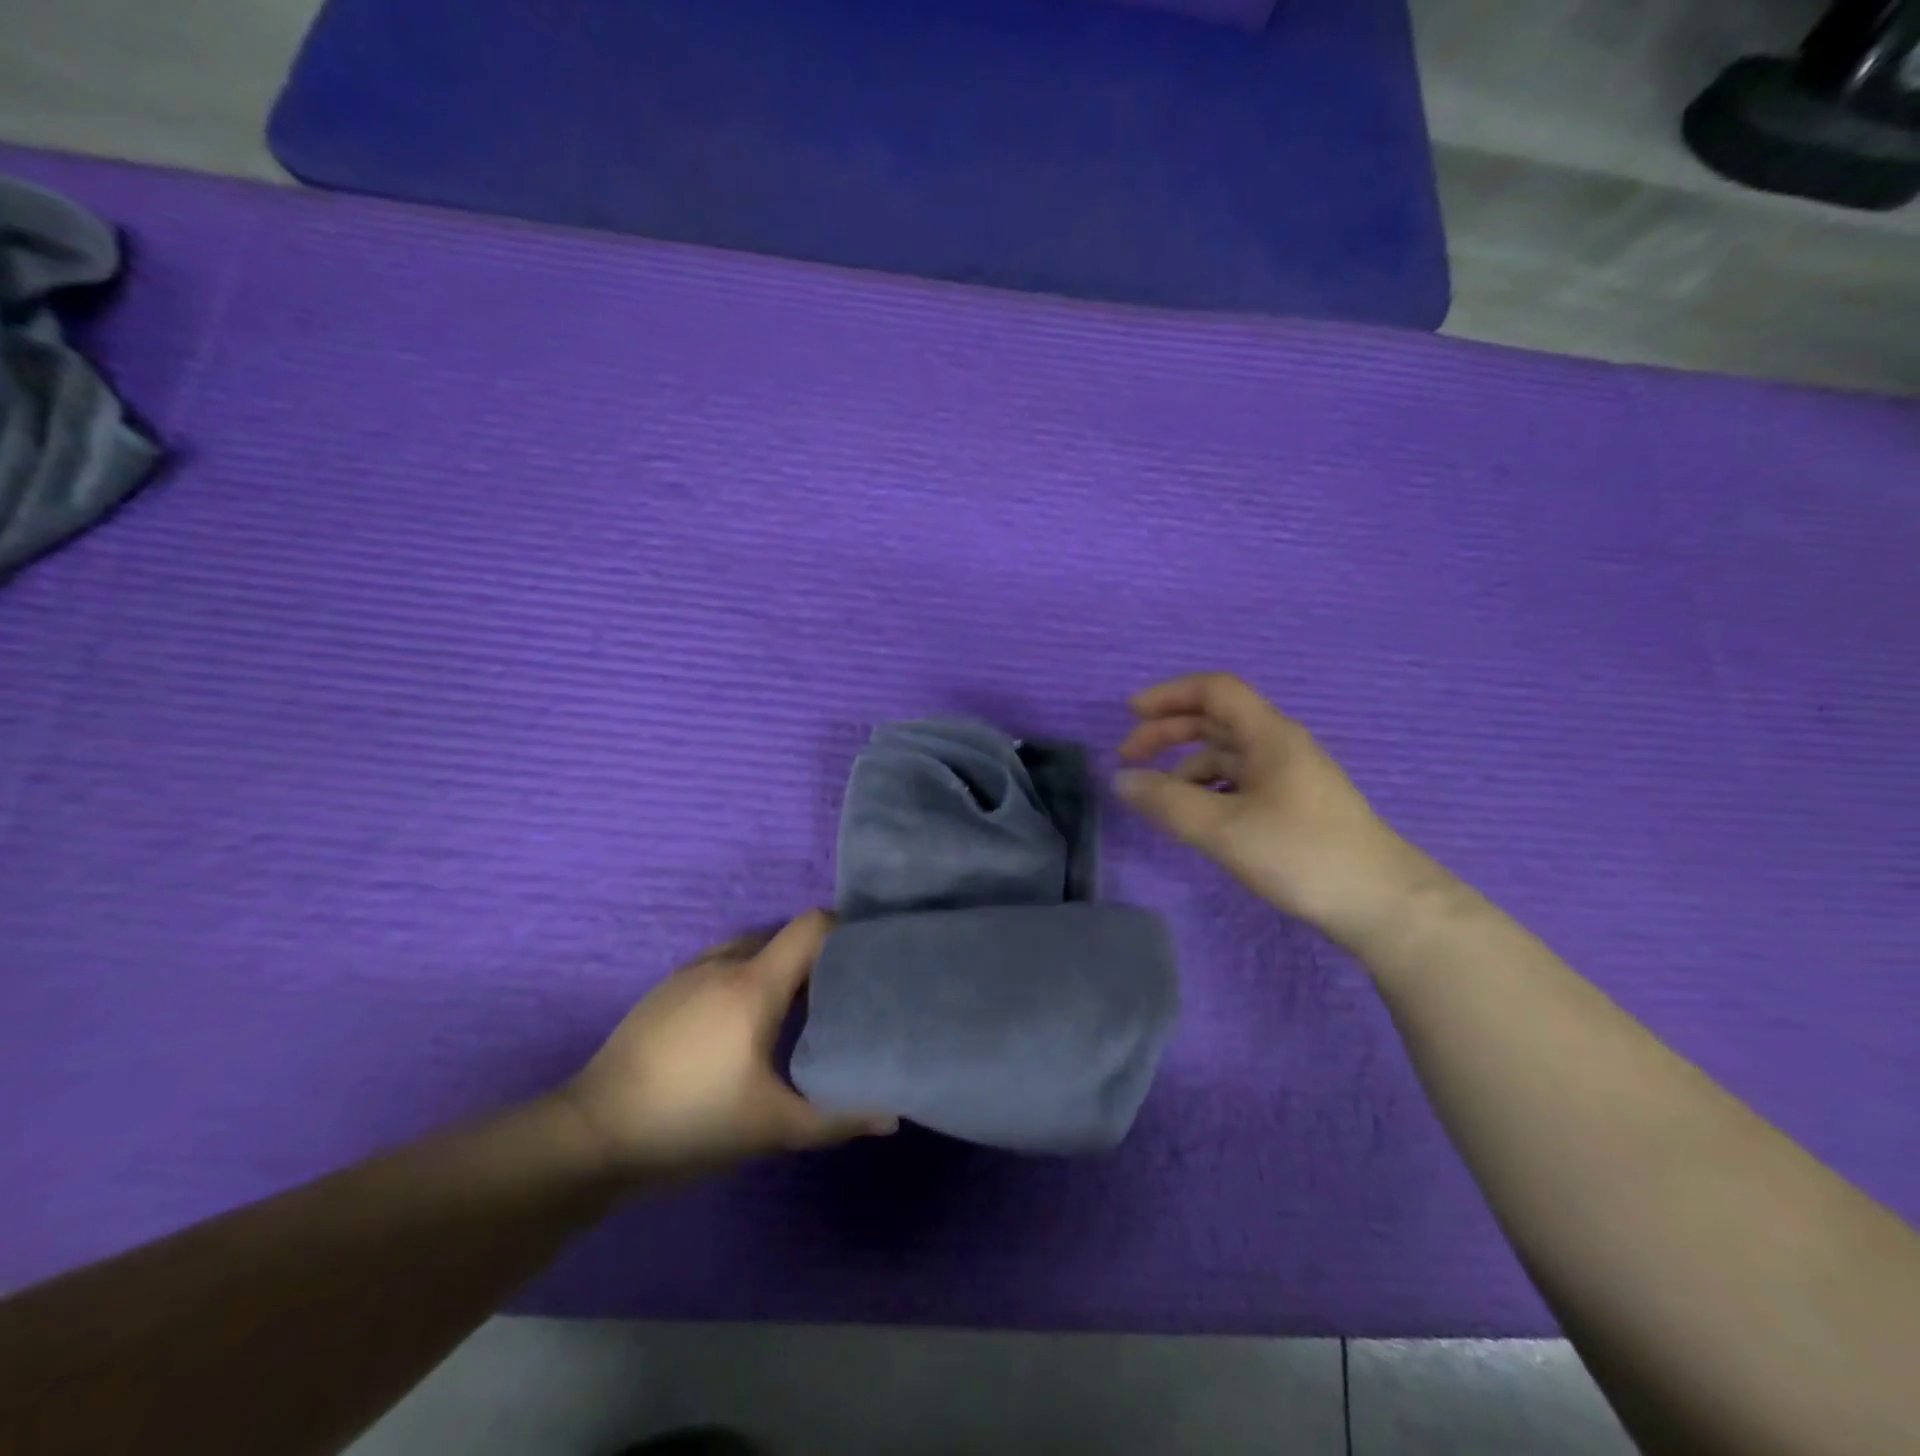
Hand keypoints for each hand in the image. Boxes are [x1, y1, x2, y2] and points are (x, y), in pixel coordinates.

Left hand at [558, 911, 895, 1183]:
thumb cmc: (690, 1121)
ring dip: (777, 967)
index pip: (811, 926)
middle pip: (784, 937)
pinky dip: (745, 978)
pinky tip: (742, 1023)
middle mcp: (725, 962)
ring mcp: (689, 973)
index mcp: (755, 982)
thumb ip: (836, 1119)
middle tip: (840, 991)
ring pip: (750, 949)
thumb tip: (892, 1116)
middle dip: (816, 956)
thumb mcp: (771, 1128)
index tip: (868, 956)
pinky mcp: (664, 990)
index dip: (845, 931)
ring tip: (796, 1006)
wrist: (591, 1134)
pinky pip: (720, 965)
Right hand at [1116, 673, 1439, 944]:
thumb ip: (1167, 802)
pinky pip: (1239, 783)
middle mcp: (1279, 746)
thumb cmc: (1302, 854)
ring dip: (1185, 766)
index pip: (1214, 691)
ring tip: (1156, 797)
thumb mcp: (1223, 828)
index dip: (1169, 694)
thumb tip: (1121, 780)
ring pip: (1227, 755)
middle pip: (1216, 721)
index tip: (1130, 714)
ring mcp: (1290, 777)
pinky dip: (1208, 790)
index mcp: (1269, 735)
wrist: (1382, 905)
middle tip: (1128, 757)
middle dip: (1168, 732)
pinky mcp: (1294, 808)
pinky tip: (1196, 817)